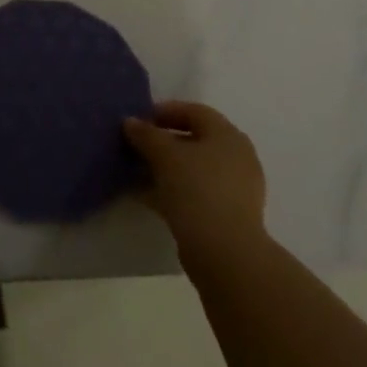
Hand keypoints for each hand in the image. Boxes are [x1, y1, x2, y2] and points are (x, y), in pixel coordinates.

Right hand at [124, 101, 267, 257]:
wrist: (225, 254)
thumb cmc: (197, 190)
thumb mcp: (164, 155)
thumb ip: (145, 134)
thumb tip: (130, 121)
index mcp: (227, 135)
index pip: (193, 112)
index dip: (163, 112)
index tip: (138, 120)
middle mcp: (236, 157)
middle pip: (193, 141)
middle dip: (161, 143)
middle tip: (135, 146)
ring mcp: (234, 189)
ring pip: (192, 170)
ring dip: (164, 169)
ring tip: (135, 172)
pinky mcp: (227, 216)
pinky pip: (194, 193)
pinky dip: (172, 191)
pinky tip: (145, 197)